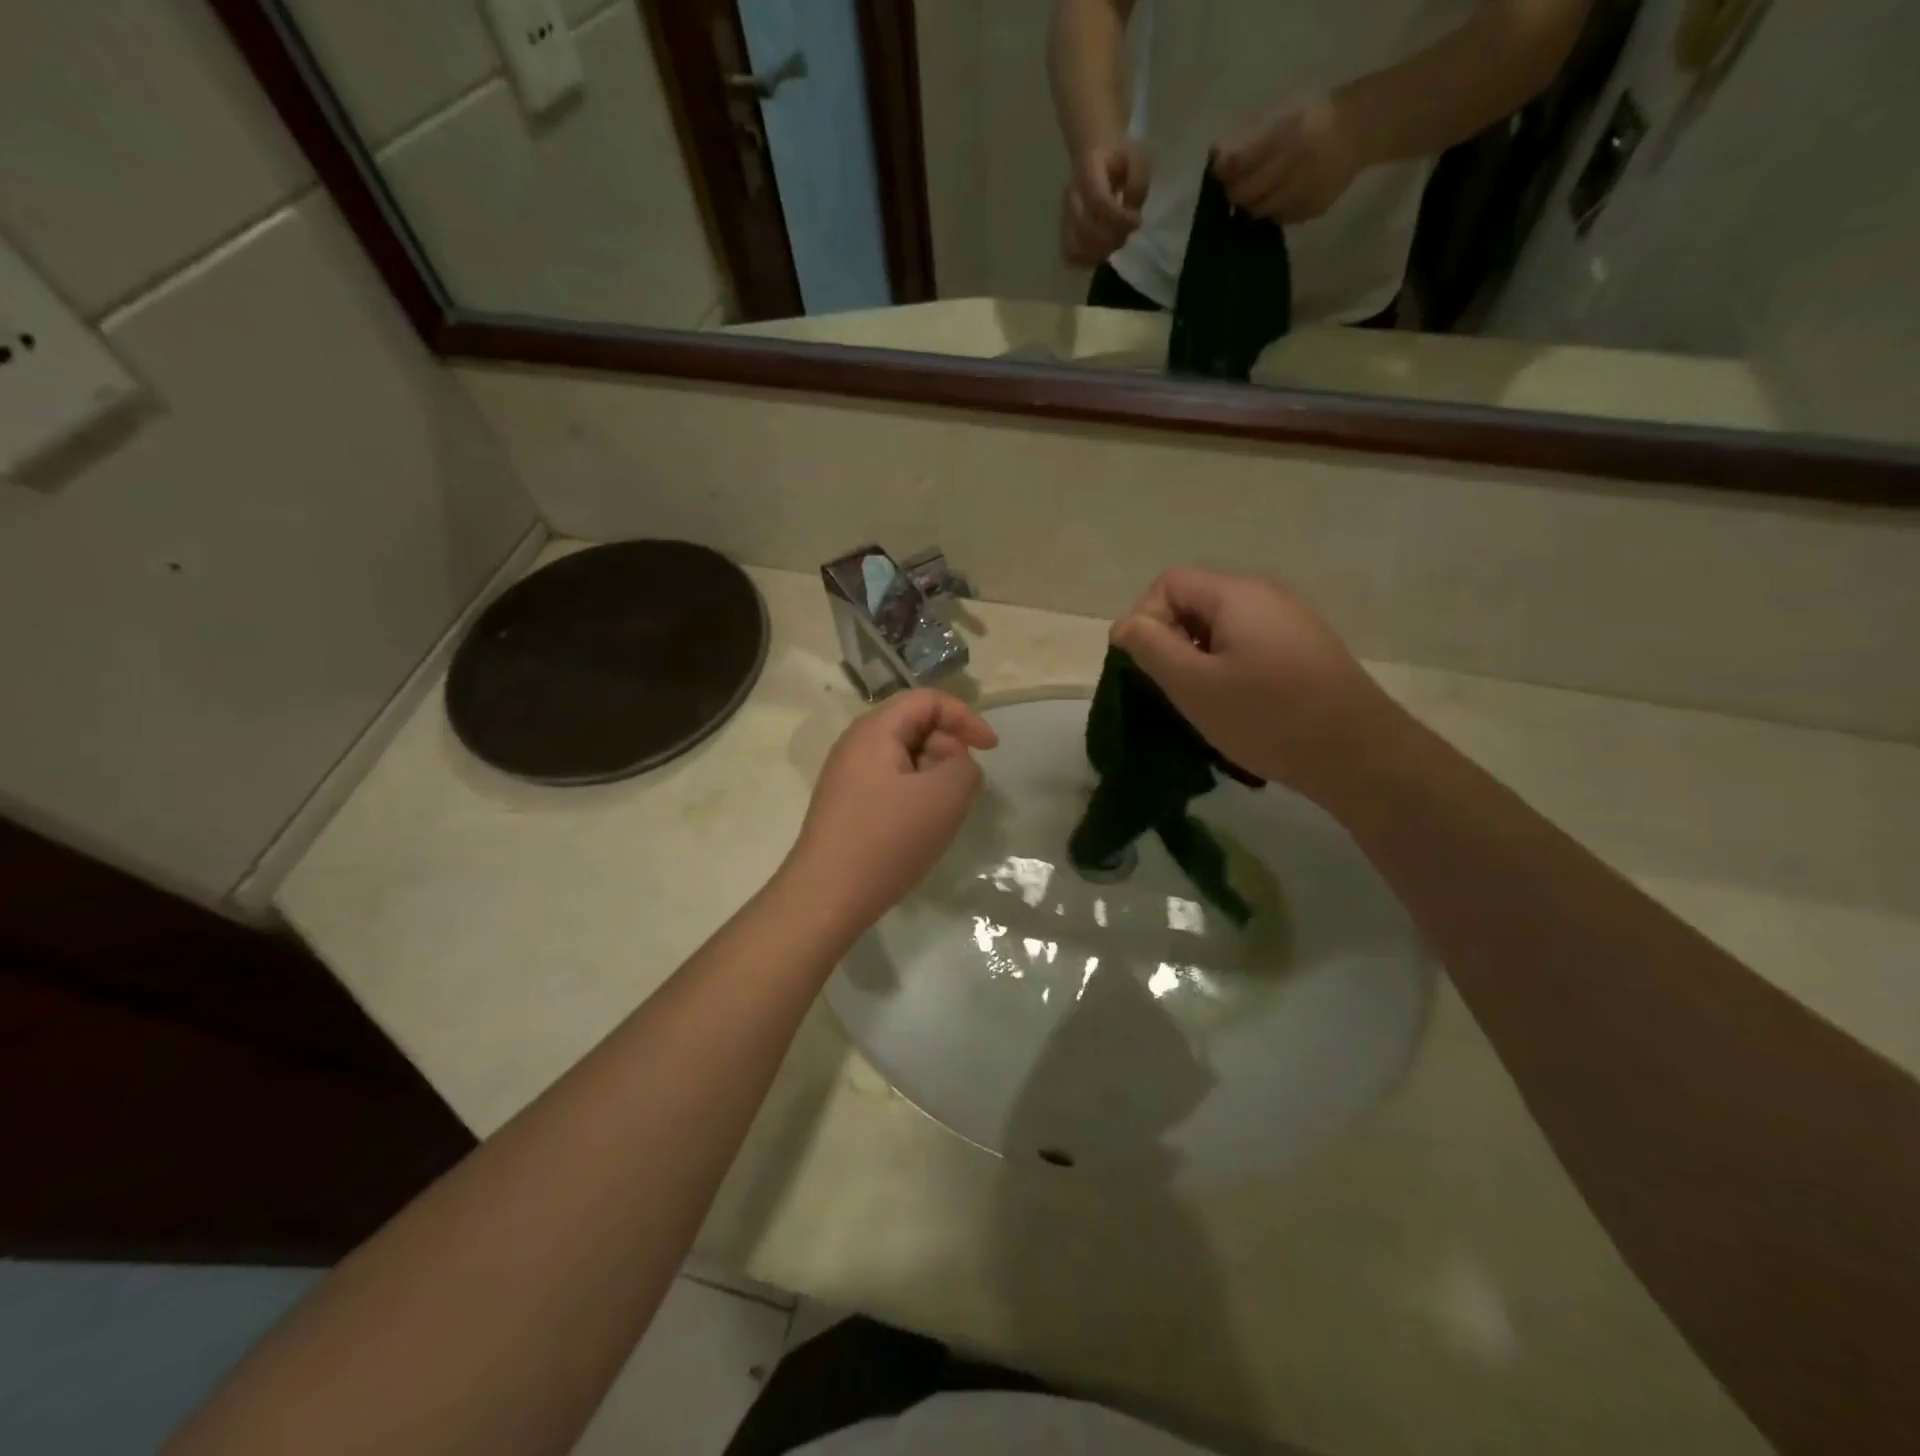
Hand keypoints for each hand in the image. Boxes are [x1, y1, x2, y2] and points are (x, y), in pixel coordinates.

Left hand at [784, 689, 998, 931]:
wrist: (827, 896)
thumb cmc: (888, 839)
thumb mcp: (945, 795)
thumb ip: (965, 765)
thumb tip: (955, 763)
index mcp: (875, 729)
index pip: (928, 700)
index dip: (966, 717)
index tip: (991, 750)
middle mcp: (856, 744)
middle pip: (915, 726)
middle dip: (949, 749)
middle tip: (962, 789)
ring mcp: (848, 776)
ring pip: (905, 758)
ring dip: (934, 776)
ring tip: (942, 813)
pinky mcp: (847, 806)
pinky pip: (891, 784)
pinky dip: (916, 796)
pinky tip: (919, 829)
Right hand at [1061, 136, 1152, 265]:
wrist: (1093, 150)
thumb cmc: (1118, 155)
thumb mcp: (1136, 158)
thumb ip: (1138, 183)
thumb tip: (1132, 214)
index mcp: (1087, 171)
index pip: (1098, 203)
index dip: (1119, 219)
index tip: (1137, 222)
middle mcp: (1071, 196)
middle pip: (1086, 230)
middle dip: (1112, 238)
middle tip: (1128, 234)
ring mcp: (1065, 215)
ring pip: (1076, 246)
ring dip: (1100, 252)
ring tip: (1115, 243)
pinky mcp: (1065, 231)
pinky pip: (1071, 254)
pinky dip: (1087, 259)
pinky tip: (1102, 252)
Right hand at [1111, 567, 1398, 806]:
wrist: (1357, 753)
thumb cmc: (1266, 717)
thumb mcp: (1193, 685)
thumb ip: (1150, 647)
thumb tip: (1124, 624)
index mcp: (1236, 594)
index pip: (1168, 583)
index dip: (1147, 619)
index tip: (1150, 667)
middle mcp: (1266, 593)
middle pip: (1196, 601)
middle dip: (1173, 640)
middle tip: (1175, 688)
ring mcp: (1291, 619)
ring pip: (1222, 625)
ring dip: (1200, 658)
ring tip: (1205, 701)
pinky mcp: (1306, 646)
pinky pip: (1249, 642)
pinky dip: (1229, 666)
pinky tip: (1239, 704)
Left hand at [1214, 96, 1367, 223]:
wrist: (1359, 129)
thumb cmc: (1312, 118)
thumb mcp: (1282, 113)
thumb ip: (1248, 137)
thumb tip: (1216, 159)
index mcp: (1287, 132)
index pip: (1237, 162)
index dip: (1223, 170)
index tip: (1220, 170)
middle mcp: (1294, 163)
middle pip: (1243, 193)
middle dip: (1234, 191)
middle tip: (1236, 185)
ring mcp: (1303, 191)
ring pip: (1258, 210)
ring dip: (1252, 203)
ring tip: (1259, 189)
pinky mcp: (1309, 210)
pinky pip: (1278, 217)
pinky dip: (1271, 210)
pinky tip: (1280, 195)